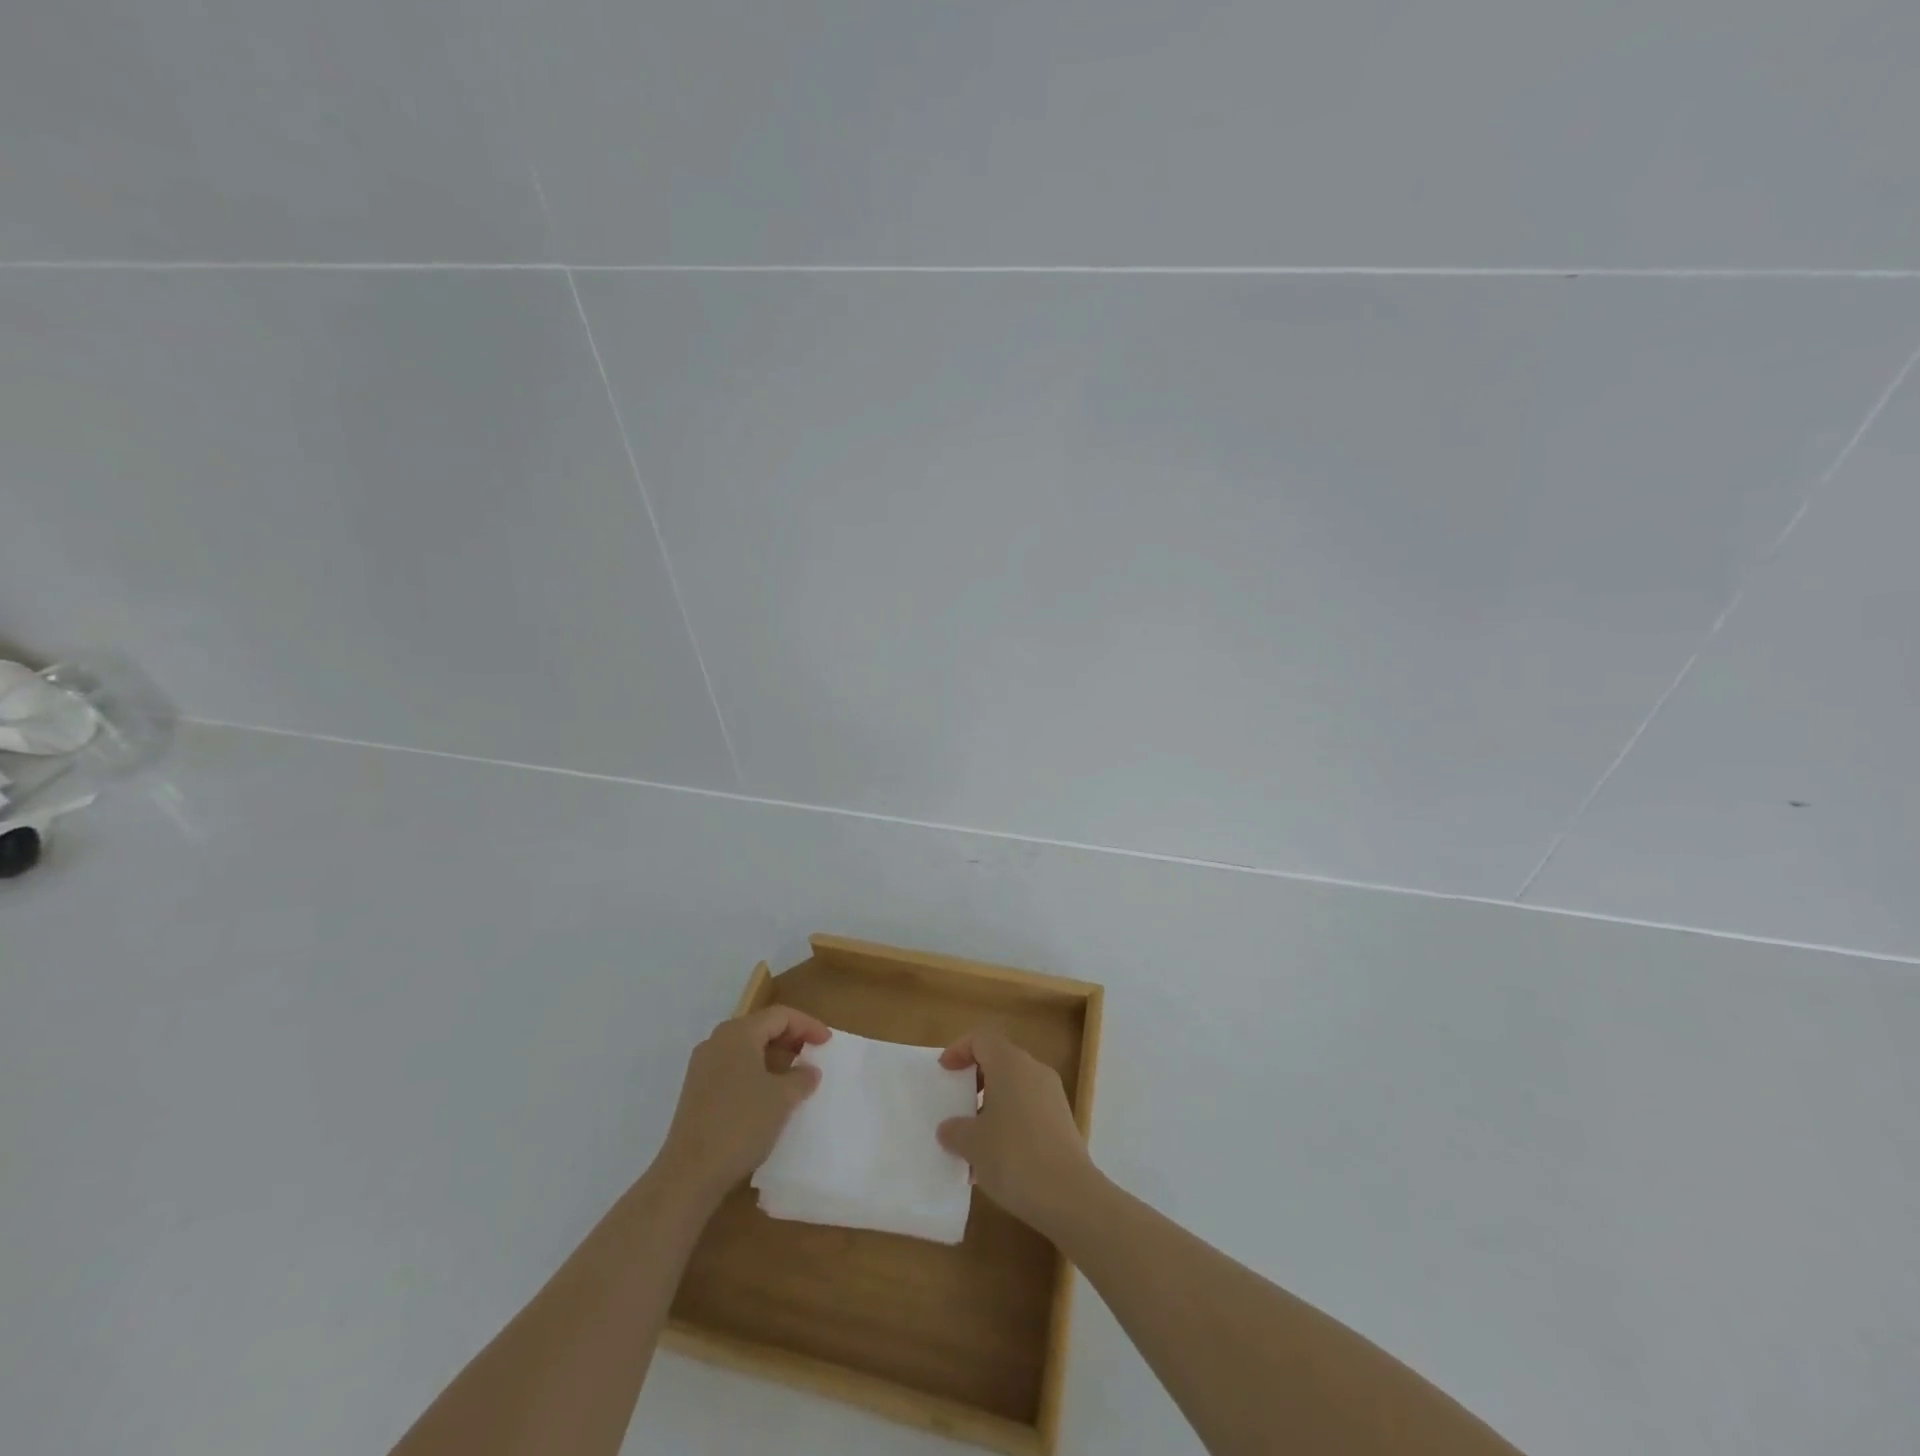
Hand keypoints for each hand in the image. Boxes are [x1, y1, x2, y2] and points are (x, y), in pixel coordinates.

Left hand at [653, 1007, 830, 1204]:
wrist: (690, 1174)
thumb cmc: (741, 1124)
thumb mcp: (782, 1098)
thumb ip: (802, 1077)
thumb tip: (809, 1070)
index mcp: (738, 1033)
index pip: (780, 1016)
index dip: (808, 1025)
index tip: (828, 1042)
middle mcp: (717, 1041)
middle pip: (761, 1028)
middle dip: (790, 1039)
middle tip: (813, 1055)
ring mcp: (703, 1066)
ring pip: (746, 1049)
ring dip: (773, 1057)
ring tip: (795, 1076)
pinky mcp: (696, 1090)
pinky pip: (733, 1068)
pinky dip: (756, 1072)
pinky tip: (769, 1095)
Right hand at [936, 1029, 1094, 1230]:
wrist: (1069, 1195)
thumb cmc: (1013, 1157)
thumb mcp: (972, 1144)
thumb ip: (955, 1130)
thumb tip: (949, 1128)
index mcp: (1010, 1064)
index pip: (981, 1040)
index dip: (959, 1050)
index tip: (944, 1072)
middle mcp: (1034, 1070)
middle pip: (999, 1061)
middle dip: (975, 1080)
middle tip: (956, 1104)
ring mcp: (1052, 1096)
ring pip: (1014, 1088)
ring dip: (991, 1106)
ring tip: (971, 1141)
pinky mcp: (1062, 1121)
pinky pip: (1028, 1110)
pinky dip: (1009, 1123)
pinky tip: (996, 1161)